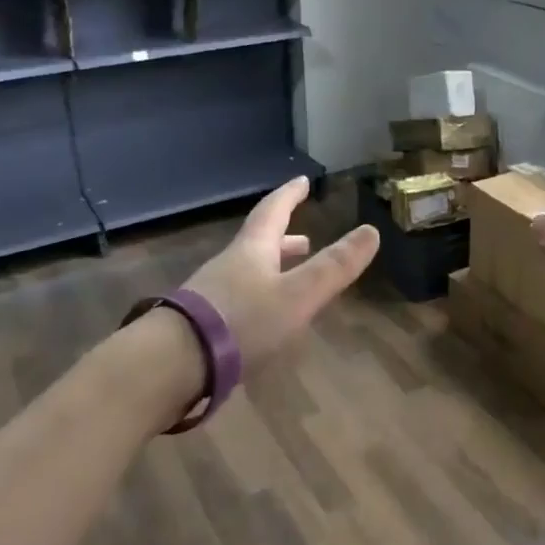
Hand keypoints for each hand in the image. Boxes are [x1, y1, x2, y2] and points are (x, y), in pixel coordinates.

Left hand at [181, 176, 378, 374]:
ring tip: (288, 278)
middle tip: (305, 238)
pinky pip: (236, 298)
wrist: (172, 364)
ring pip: (247, 271)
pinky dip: (257, 296)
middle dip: (284, 238)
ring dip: (271, 268)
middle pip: (259, 243)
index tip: (301, 181)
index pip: (274, 211)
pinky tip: (262, 318)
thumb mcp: (298, 295)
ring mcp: (211, 294)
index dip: (289, 195)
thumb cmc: (242, 321)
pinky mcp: (201, 323)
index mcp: (253, 250)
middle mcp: (230, 264)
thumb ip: (335, 266)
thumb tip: (372, 230)